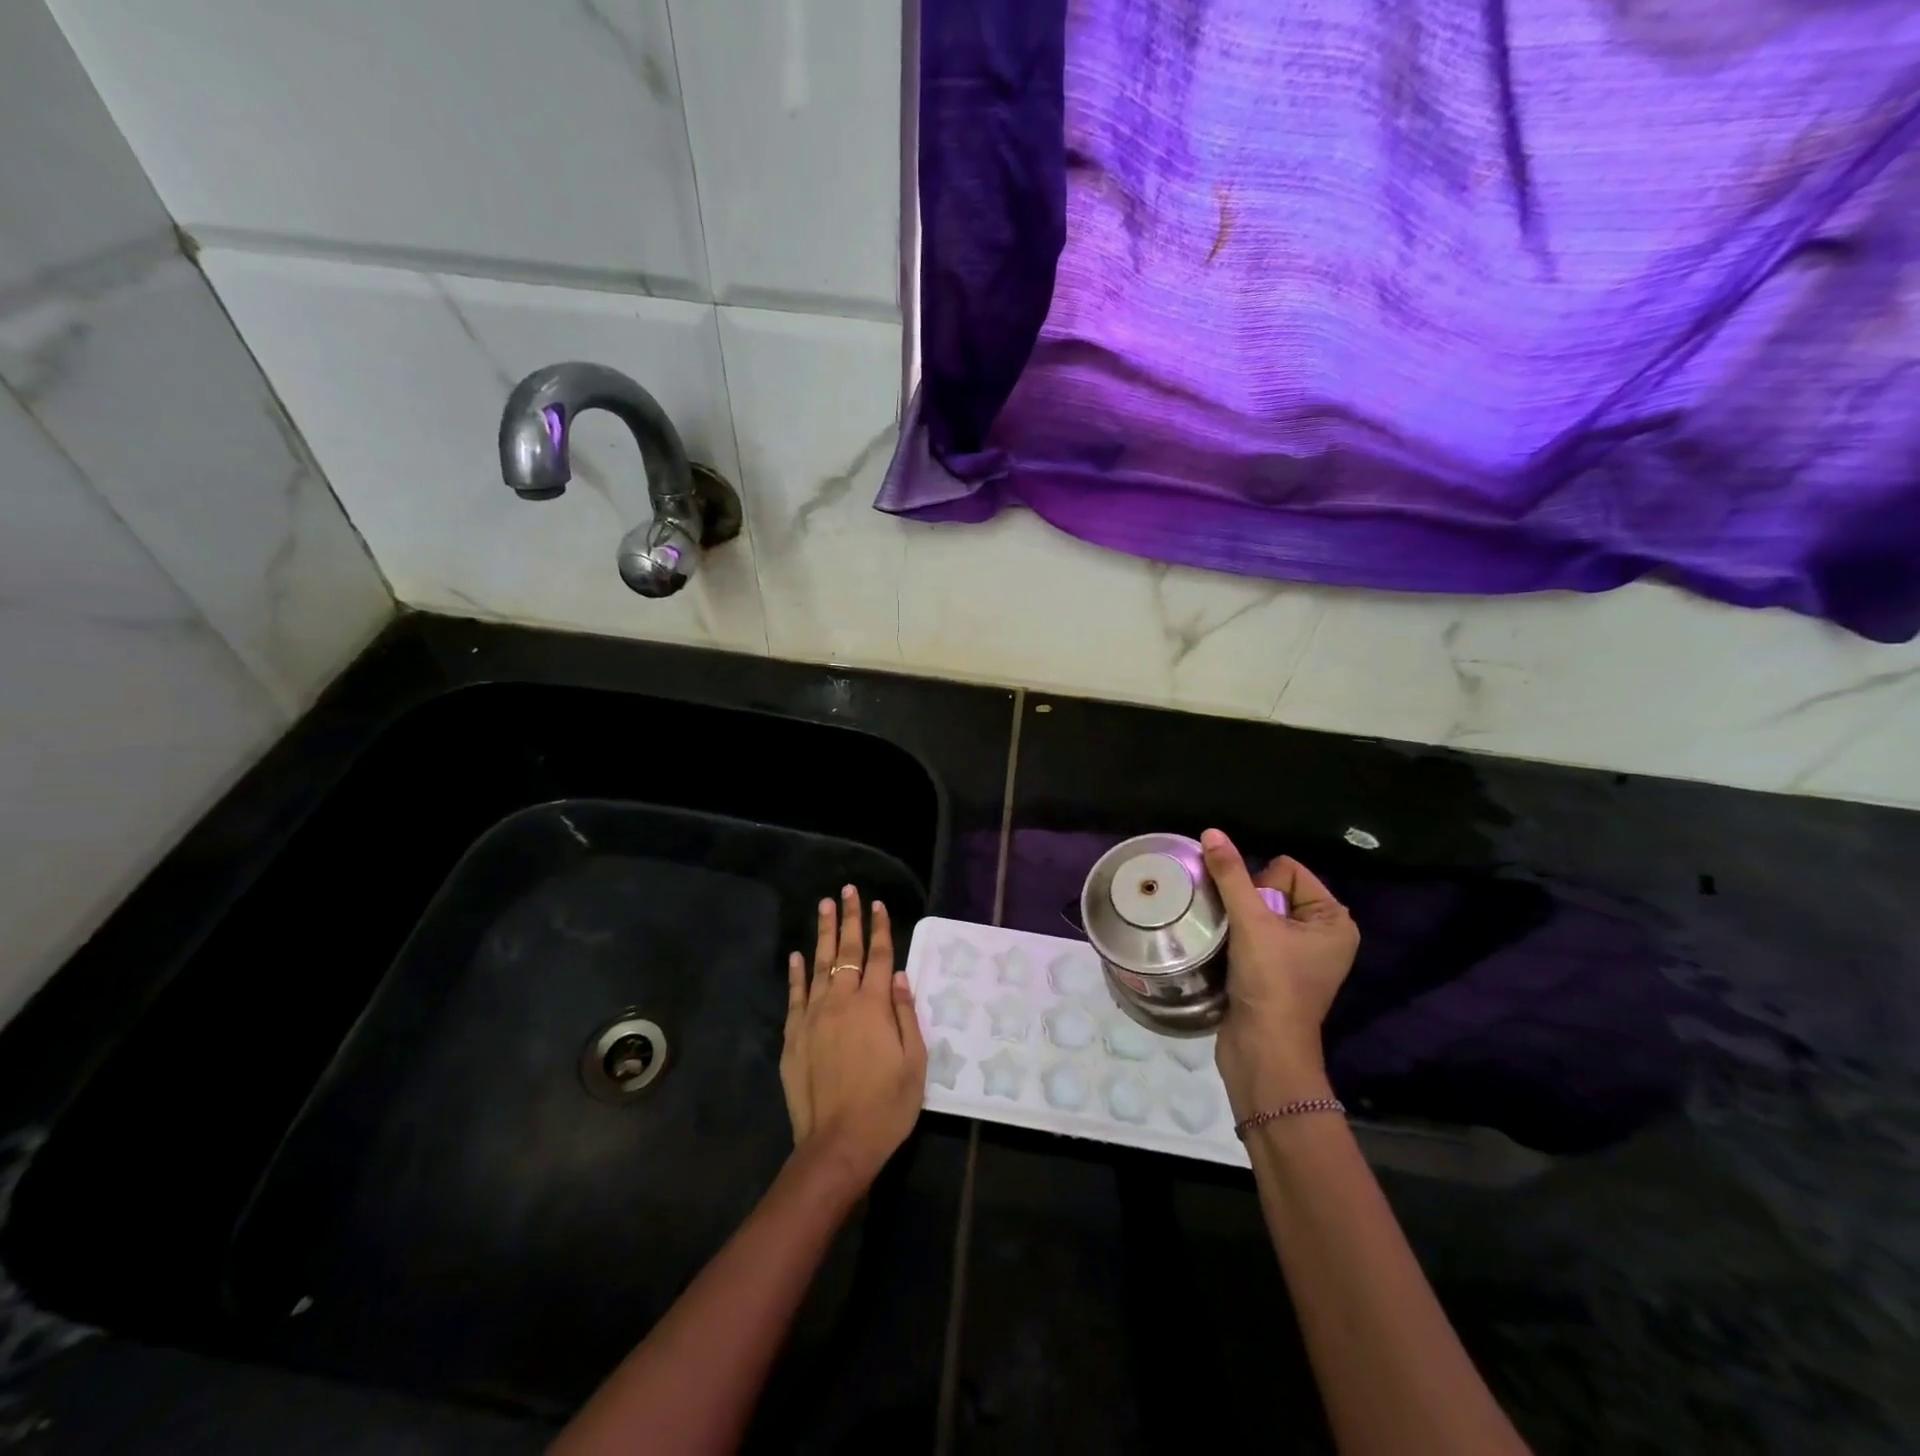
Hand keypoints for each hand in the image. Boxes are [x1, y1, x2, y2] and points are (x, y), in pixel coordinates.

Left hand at [780, 886, 927, 1187]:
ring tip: (824, 906)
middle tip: (848, 891)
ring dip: (822, 934)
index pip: (881, 956)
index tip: (877, 904)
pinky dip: (796, 973)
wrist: (838, 1144)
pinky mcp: (794, 1036)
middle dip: (849, 919)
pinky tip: (796, 955)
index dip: (880, 928)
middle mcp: (842, 1002)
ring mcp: (814, 1017)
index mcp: (875, 1006)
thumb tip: (901, 977)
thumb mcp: (915, 1063)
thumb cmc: (887, 1106)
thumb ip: (906, 1015)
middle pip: (847, 951)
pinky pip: (795, 995)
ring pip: (819, 965)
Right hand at [1200, 829, 1359, 1118]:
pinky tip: (1227, 954)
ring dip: (1236, 921)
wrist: (1262, 1052)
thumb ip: (1231, 875)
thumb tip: (1212, 832)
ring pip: (1256, 912)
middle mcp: (1323, 934)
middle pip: (1271, 888)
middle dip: (1246, 904)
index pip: (1287, 870)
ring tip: (1229, 942)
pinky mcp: (1276, 972)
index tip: (1256, 921)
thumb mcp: (1251, 922)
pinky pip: (1252, 935)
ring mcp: (1300, 955)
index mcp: (1334, 919)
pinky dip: (1236, 940)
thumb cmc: (1270, 983)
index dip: (1261, 887)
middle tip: (1242, 935)